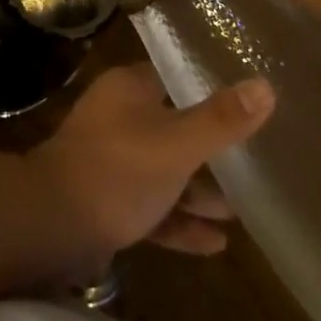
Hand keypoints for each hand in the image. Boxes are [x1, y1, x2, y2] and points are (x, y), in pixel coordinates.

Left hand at [29, 64, 273, 265]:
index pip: (172, 77)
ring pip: (163, 169)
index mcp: (129, 90)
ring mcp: (111, 160)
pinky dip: (179, 220)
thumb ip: (221, 120)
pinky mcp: (108, 200)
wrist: (54, 223)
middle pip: (172, 126)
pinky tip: (217, 244)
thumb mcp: (177, 144)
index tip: (245, 99)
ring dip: (198, 190)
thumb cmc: (118, 169)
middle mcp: (118, 116)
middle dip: (209, 148)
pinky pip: (152, 205)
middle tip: (251, 162)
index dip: (206, 87)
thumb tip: (265, 85)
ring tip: (240, 209)